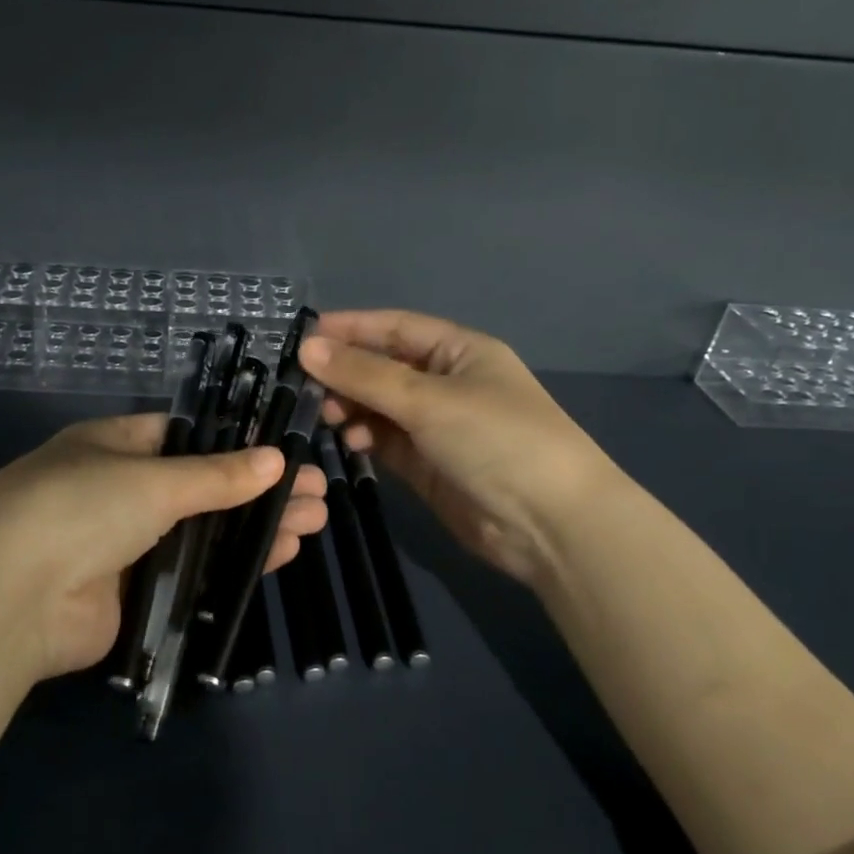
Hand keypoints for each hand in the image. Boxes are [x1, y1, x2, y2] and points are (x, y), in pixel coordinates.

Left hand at [0, 412, 327, 680]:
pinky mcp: (135, 595)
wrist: (10, 599)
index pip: (185, 436)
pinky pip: (195, 574)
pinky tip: (281, 556)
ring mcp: (127, 545)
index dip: (235, 441)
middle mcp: (120, 491)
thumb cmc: (79, 507)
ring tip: (314, 521)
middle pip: (203, 486)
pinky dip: (235, 566)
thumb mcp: (152, 480)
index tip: (284, 448)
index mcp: (114, 447)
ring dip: (256, 527)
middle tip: (317, 491)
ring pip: (205, 532)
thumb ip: (217, 475)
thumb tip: (275, 459)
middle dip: (259, 488)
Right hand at [299, 310, 614, 586]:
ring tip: (325, 416)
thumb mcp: (428, 399)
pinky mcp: (428, 465)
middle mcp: (447, 383)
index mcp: (459, 351)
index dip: (350, 328)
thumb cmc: (496, 440)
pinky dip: (365, 437)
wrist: (550, 525)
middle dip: (346, 373)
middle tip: (304, 386)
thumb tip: (307, 347)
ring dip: (351, 406)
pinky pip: (386, 440)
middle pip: (384, 367)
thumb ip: (364, 375)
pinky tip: (350, 441)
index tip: (302, 336)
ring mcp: (438, 426)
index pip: (395, 327)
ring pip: (380, 406)